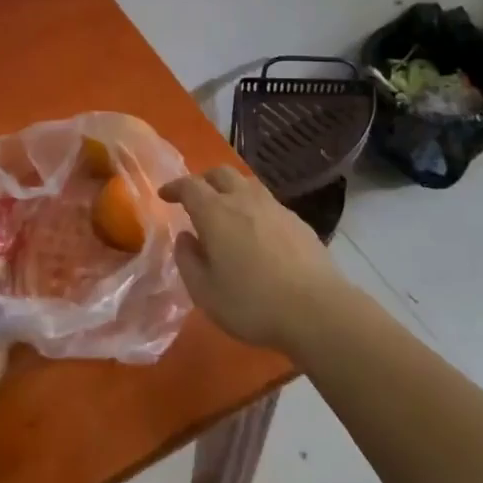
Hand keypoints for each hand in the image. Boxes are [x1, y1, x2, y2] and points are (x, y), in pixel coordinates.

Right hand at [161, 167, 349, 352]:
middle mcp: (244, 200)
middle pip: (220, 173)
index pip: (189, 186)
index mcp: (215, 213)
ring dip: (230, 189)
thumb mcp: (205, 292)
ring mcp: (275, 207)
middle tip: (194, 197)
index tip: (165, 196)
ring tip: (226, 211)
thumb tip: (185, 238)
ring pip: (247, 184)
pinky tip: (257, 231)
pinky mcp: (297, 221)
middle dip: (203, 180)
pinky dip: (254, 207)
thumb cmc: (252, 303)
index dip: (174, 187)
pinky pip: (268, 203)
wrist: (317, 309)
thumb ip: (188, 261)